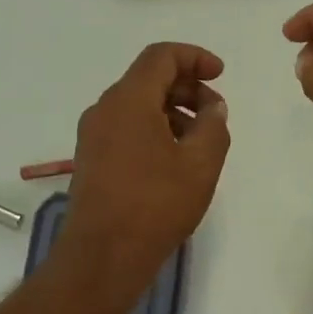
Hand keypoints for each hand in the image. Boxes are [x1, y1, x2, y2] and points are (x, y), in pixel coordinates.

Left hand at [62, 42, 230, 273]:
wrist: (103, 256)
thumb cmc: (155, 204)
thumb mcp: (201, 163)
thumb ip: (214, 125)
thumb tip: (212, 107)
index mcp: (128, 100)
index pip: (161, 56)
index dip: (195, 57)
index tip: (220, 75)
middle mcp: (104, 109)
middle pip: (149, 79)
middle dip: (187, 87)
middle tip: (216, 114)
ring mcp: (93, 135)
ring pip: (138, 105)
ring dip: (173, 111)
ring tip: (200, 141)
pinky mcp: (91, 159)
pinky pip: (126, 127)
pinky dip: (155, 129)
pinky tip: (175, 160)